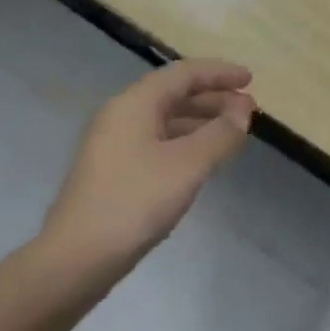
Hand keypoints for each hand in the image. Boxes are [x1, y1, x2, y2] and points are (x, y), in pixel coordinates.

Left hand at [34, 59, 256, 294]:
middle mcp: (122, 116)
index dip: (219, 73)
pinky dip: (187, 142)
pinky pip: (158, 142)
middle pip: (174, 94)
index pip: (183, 74)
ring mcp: (115, 145)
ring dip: (202, 121)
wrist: (78, 257)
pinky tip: (204, 160)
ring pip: (166, 120)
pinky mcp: (116, 171)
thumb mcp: (188, 165)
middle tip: (249, 111)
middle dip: (214, 98)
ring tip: (234, 134)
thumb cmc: (135, 201)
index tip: (251, 80)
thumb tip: (242, 112)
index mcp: (135, 104)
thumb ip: (220, 134)